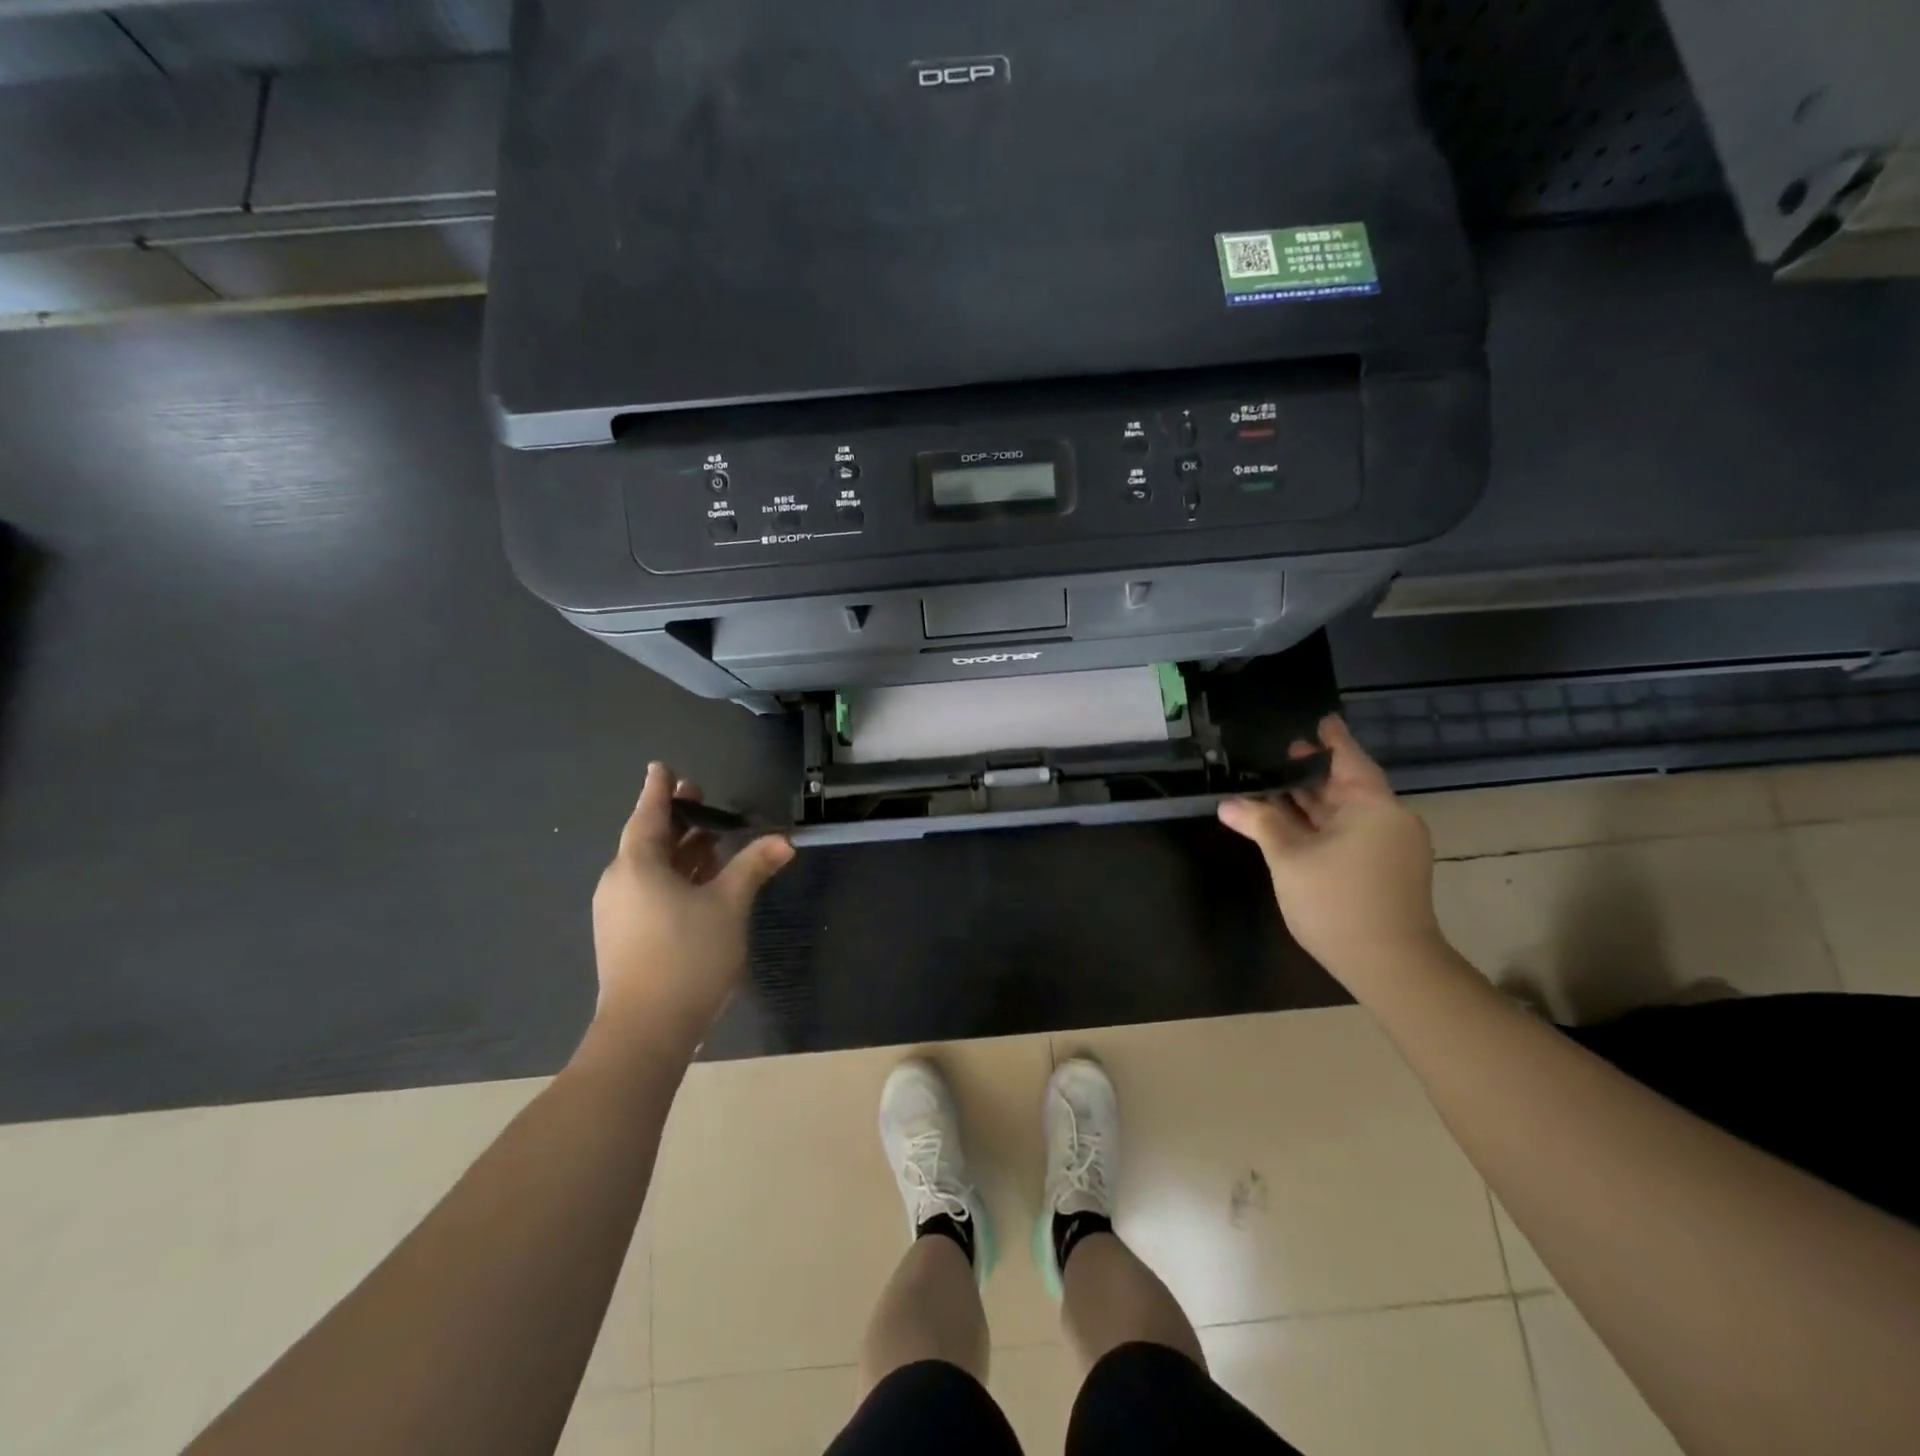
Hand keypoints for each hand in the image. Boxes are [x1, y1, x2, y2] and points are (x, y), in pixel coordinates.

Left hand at [586, 763, 793, 1059]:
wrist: (646, 1031)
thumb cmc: (687, 956)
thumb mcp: (729, 905)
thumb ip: (753, 867)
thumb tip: (784, 840)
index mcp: (638, 866)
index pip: (649, 815)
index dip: (659, 790)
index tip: (662, 767)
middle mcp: (621, 883)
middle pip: (649, 840)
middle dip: (676, 818)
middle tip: (700, 796)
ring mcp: (619, 913)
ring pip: (651, 868)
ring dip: (680, 850)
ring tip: (709, 837)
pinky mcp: (625, 937)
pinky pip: (650, 891)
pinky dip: (675, 877)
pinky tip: (700, 882)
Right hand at [1217, 716, 1443, 983]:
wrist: (1390, 965)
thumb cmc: (1336, 901)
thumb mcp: (1289, 858)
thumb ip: (1260, 823)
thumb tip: (1227, 804)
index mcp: (1372, 805)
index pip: (1348, 757)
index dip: (1329, 738)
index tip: (1318, 719)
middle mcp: (1389, 818)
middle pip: (1346, 784)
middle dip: (1310, 773)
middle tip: (1277, 755)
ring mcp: (1391, 845)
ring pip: (1347, 811)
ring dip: (1313, 801)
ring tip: (1275, 787)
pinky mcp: (1388, 868)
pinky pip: (1352, 831)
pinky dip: (1323, 823)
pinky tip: (1293, 824)